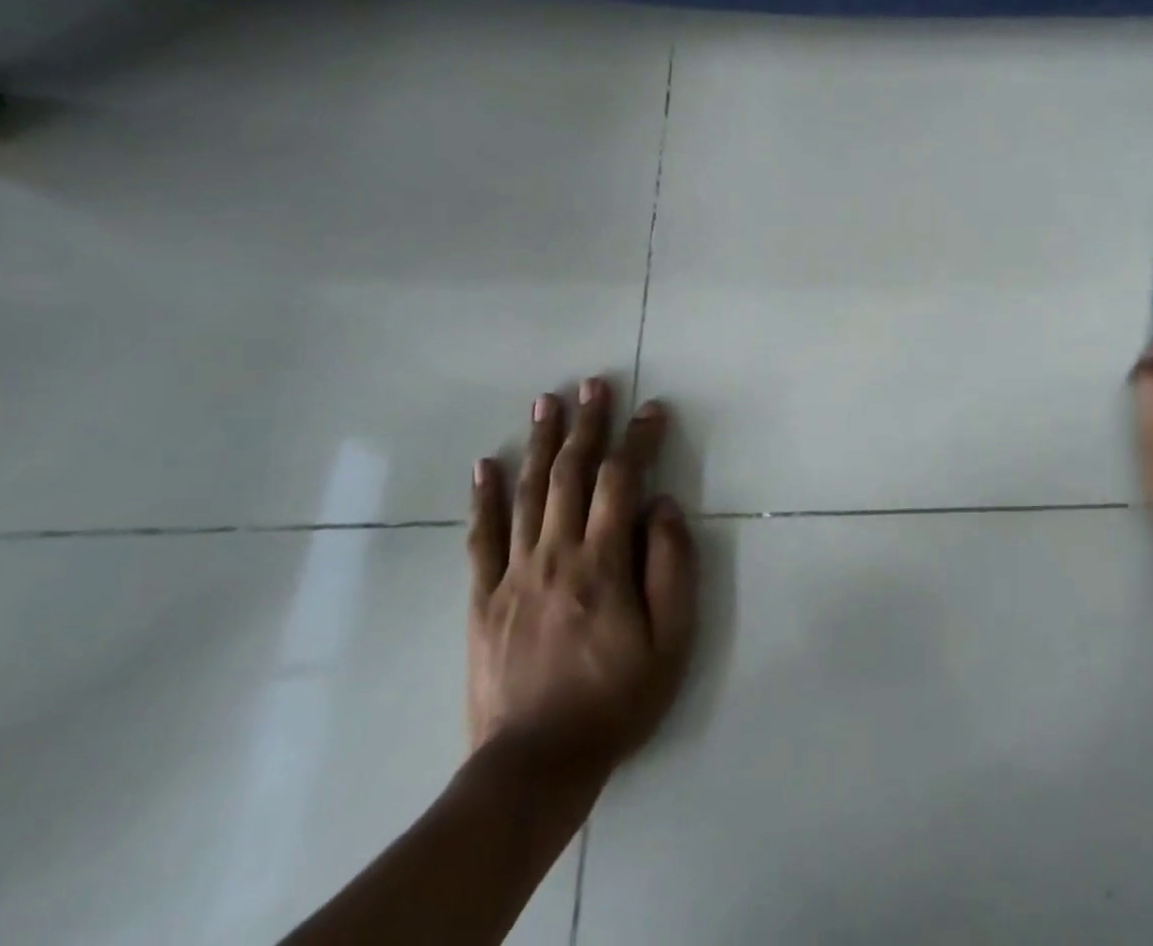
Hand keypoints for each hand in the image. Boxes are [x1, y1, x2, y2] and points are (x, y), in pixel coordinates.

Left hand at [467, 377, 697, 785]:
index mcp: (602, 563)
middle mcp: (555, 555)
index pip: (620, 481)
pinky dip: (482, 498)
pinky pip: (481, 538)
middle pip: (570, 474)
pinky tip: (483, 465)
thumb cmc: (616, 700)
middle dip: (585, 424)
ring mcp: (513, 575)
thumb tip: (661, 505)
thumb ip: (671, 566)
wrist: (535, 767)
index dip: (637, 439)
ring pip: (526, 494)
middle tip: (592, 385)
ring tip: (545, 402)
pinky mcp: (483, 599)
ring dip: (538, 443)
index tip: (652, 408)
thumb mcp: (671, 640)